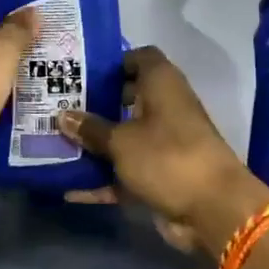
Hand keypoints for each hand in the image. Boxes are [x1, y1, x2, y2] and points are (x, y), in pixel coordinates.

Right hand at [55, 46, 268, 255]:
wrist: (213, 210)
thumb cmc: (166, 157)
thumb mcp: (121, 141)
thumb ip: (90, 129)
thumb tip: (61, 115)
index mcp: (162, 84)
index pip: (141, 58)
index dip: (114, 61)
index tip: (82, 71)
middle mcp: (165, 108)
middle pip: (127, 98)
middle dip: (95, 104)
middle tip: (59, 107)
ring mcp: (164, 144)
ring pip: (124, 137)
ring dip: (95, 144)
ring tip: (56, 144)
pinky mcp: (161, 175)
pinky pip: (125, 172)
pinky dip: (103, 180)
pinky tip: (70, 189)